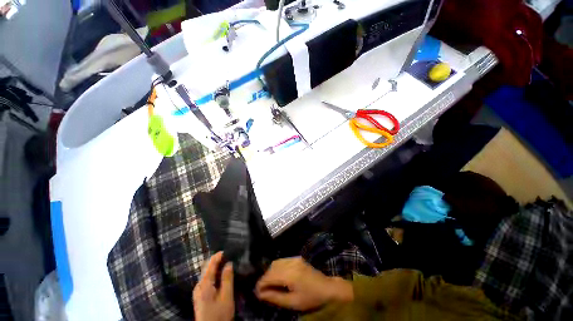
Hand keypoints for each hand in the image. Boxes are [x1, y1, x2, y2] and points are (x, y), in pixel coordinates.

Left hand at [193, 252, 234, 320]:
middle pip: (207, 267)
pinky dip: (214, 274)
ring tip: (227, 263)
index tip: (228, 250)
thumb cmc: (219, 314)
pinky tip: (221, 276)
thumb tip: (229, 263)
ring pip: (207, 273)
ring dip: (216, 267)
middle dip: (217, 260)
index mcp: (204, 284)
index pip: (210, 264)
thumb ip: (227, 279)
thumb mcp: (226, 297)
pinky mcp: (200, 295)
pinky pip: (206, 279)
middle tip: (229, 256)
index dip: (218, 255)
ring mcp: (198, 291)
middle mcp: (199, 285)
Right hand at [255, 257, 352, 310]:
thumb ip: (275, 297)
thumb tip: (260, 294)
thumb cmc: (310, 298)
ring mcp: (294, 258)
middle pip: (272, 267)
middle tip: (262, 290)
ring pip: (276, 262)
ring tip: (269, 284)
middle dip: (265, 278)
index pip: (270, 276)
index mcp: (290, 274)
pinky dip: (277, 268)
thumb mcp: (293, 302)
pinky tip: (277, 276)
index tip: (256, 292)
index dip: (261, 284)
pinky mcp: (297, 258)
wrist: (327, 288)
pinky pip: (282, 260)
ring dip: (270, 272)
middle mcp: (291, 262)